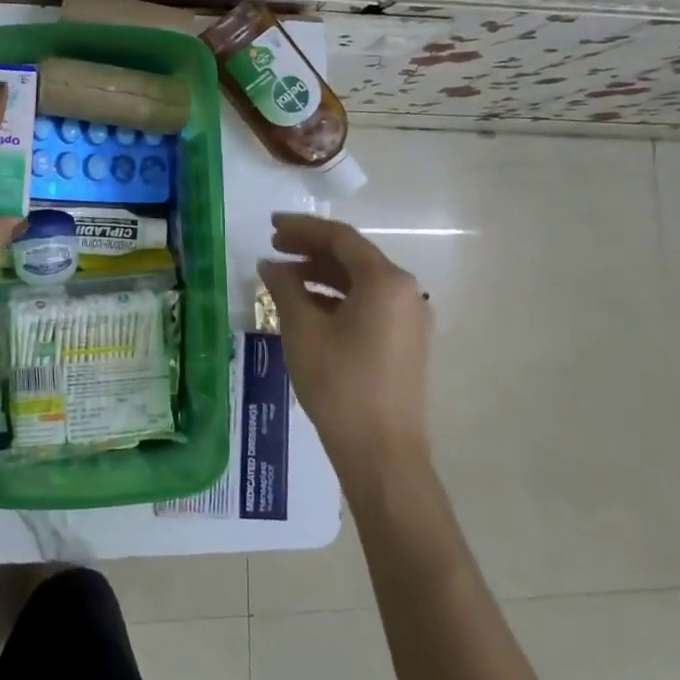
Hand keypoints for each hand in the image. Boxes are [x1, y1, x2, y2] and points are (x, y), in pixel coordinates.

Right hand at [258, 214, 432, 478]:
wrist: (383, 454)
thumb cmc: (339, 384)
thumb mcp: (303, 330)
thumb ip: (285, 288)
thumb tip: (269, 265)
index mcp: (385, 280)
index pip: (340, 237)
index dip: (302, 227)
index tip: (270, 225)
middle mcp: (405, 291)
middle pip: (353, 256)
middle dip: (310, 249)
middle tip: (272, 247)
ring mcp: (410, 317)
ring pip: (360, 281)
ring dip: (321, 274)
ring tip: (283, 278)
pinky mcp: (406, 341)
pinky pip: (369, 304)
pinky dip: (337, 298)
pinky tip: (307, 306)